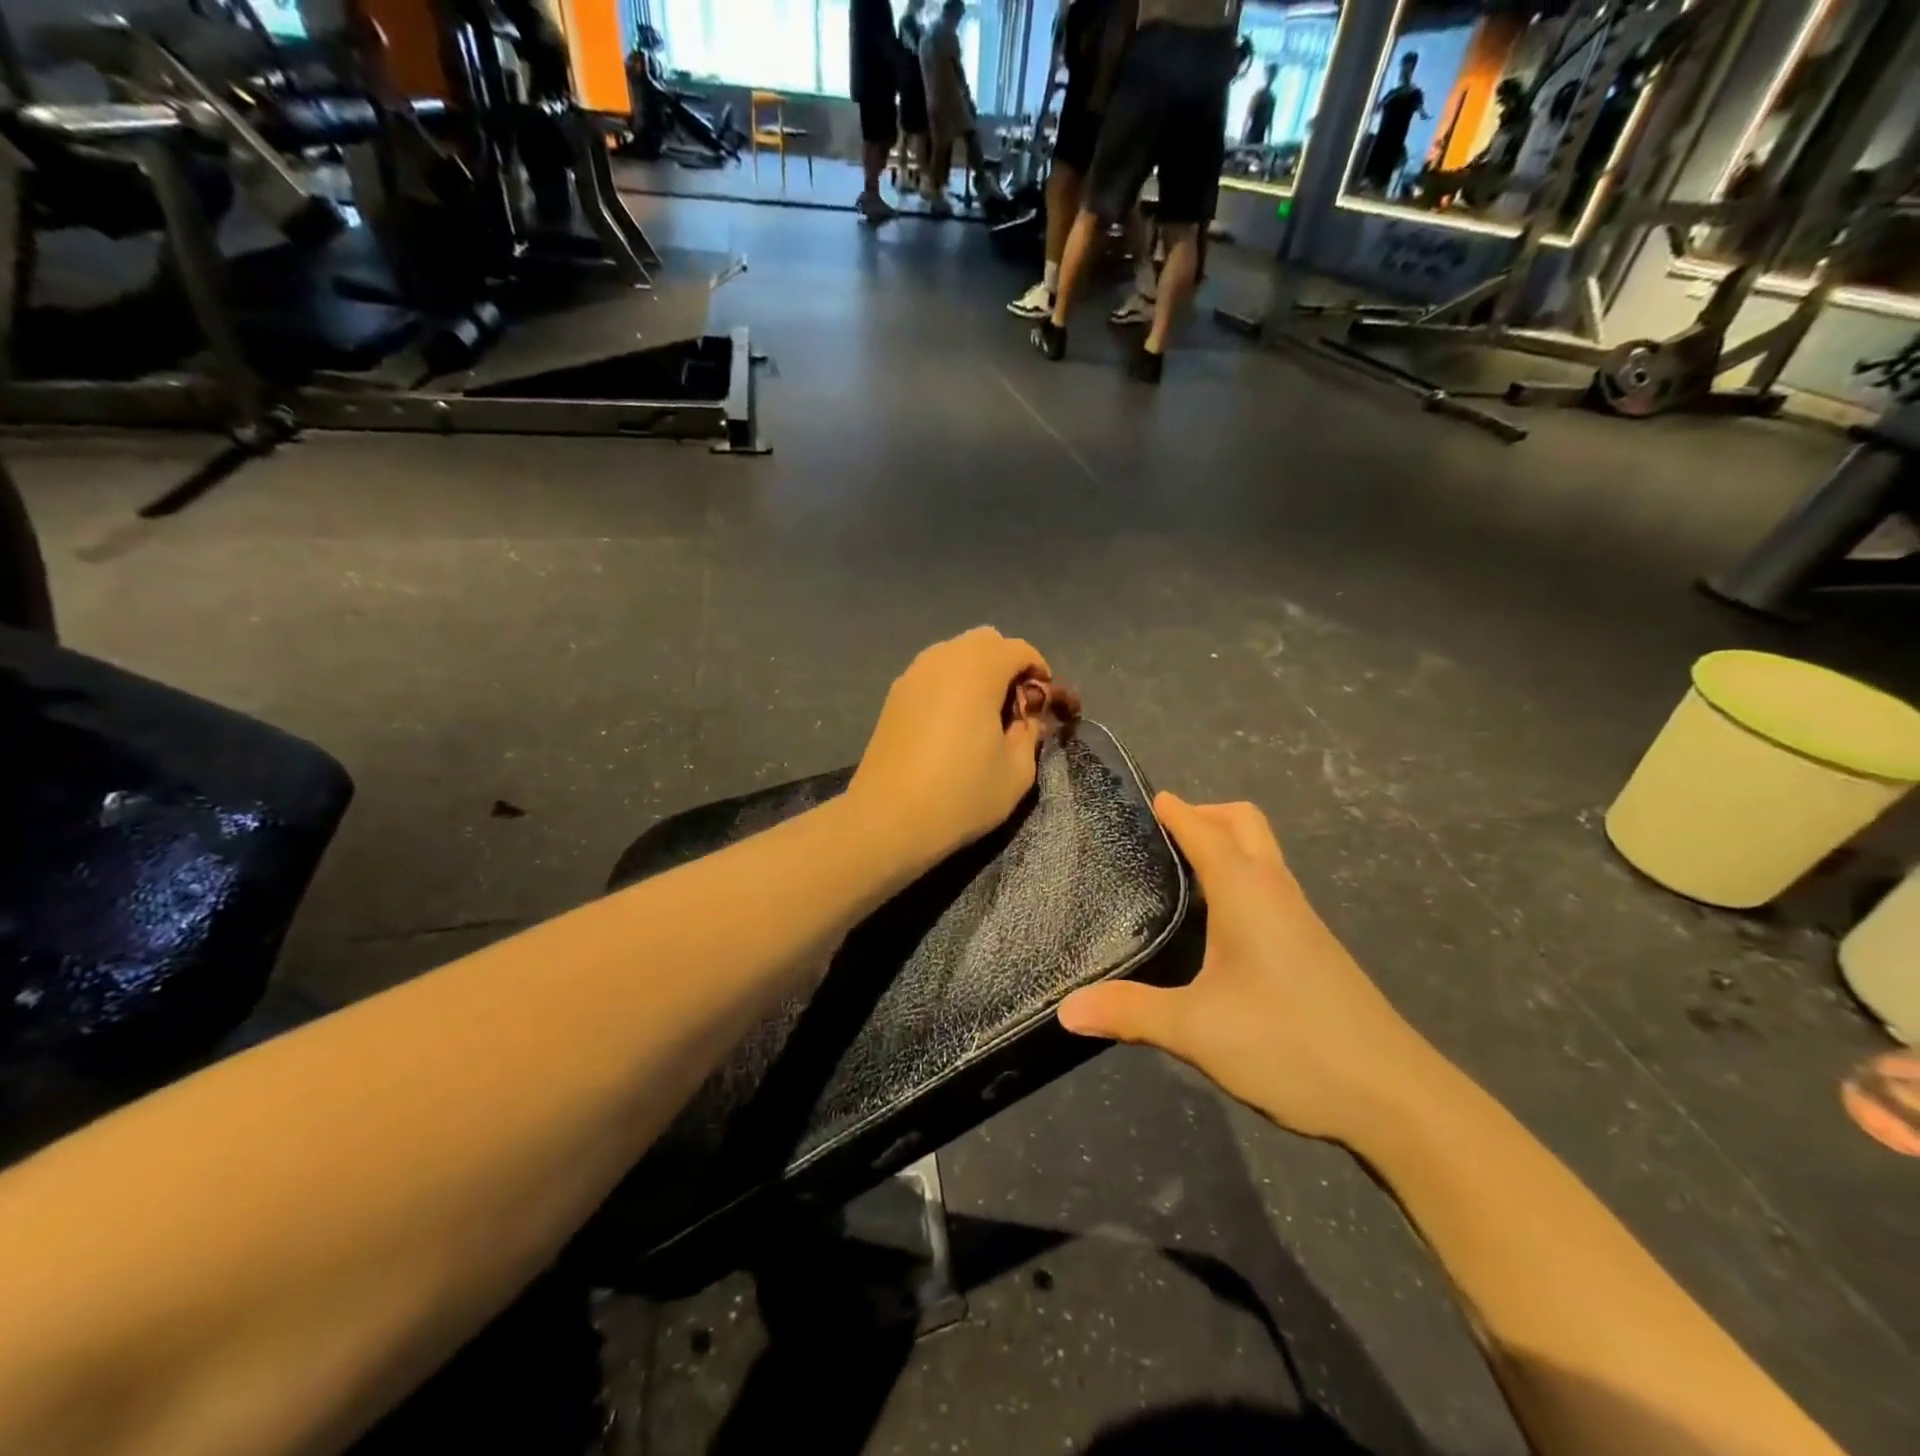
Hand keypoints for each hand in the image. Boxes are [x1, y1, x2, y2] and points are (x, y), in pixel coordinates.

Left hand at [847, 628, 1052, 866]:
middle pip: (984, 641)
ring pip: (954, 653)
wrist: (887, 820)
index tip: (1045, 703)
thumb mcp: (1017, 771)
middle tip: (1015, 706)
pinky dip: (951, 684)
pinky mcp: (894, 696)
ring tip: (984, 714)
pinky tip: (953, 723)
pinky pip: (932, 673)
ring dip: (977, 672)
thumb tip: (1027, 717)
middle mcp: (942, 660)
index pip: (1018, 649)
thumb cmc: (961, 795)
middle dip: (1007, 664)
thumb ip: (1030, 733)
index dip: (1039, 671)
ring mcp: (912, 675)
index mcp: (977, 670)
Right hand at [1057, 794, 1440, 1147]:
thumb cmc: (1290, 1044)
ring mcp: (1301, 919)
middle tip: (1161, 835)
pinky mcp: (1314, 948)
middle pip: (1244, 824)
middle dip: (1205, 815)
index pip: (1204, 829)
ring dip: (1226, 846)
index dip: (1173, 809)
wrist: (1395, 1097)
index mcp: (1246, 891)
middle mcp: (1276, 892)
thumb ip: (1130, 1013)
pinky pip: (1270, 888)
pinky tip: (1220, 925)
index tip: (1143, 798)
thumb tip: (1066, 1010)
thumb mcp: (1197, 1031)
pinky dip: (1241, 879)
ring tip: (1180, 872)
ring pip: (1262, 856)